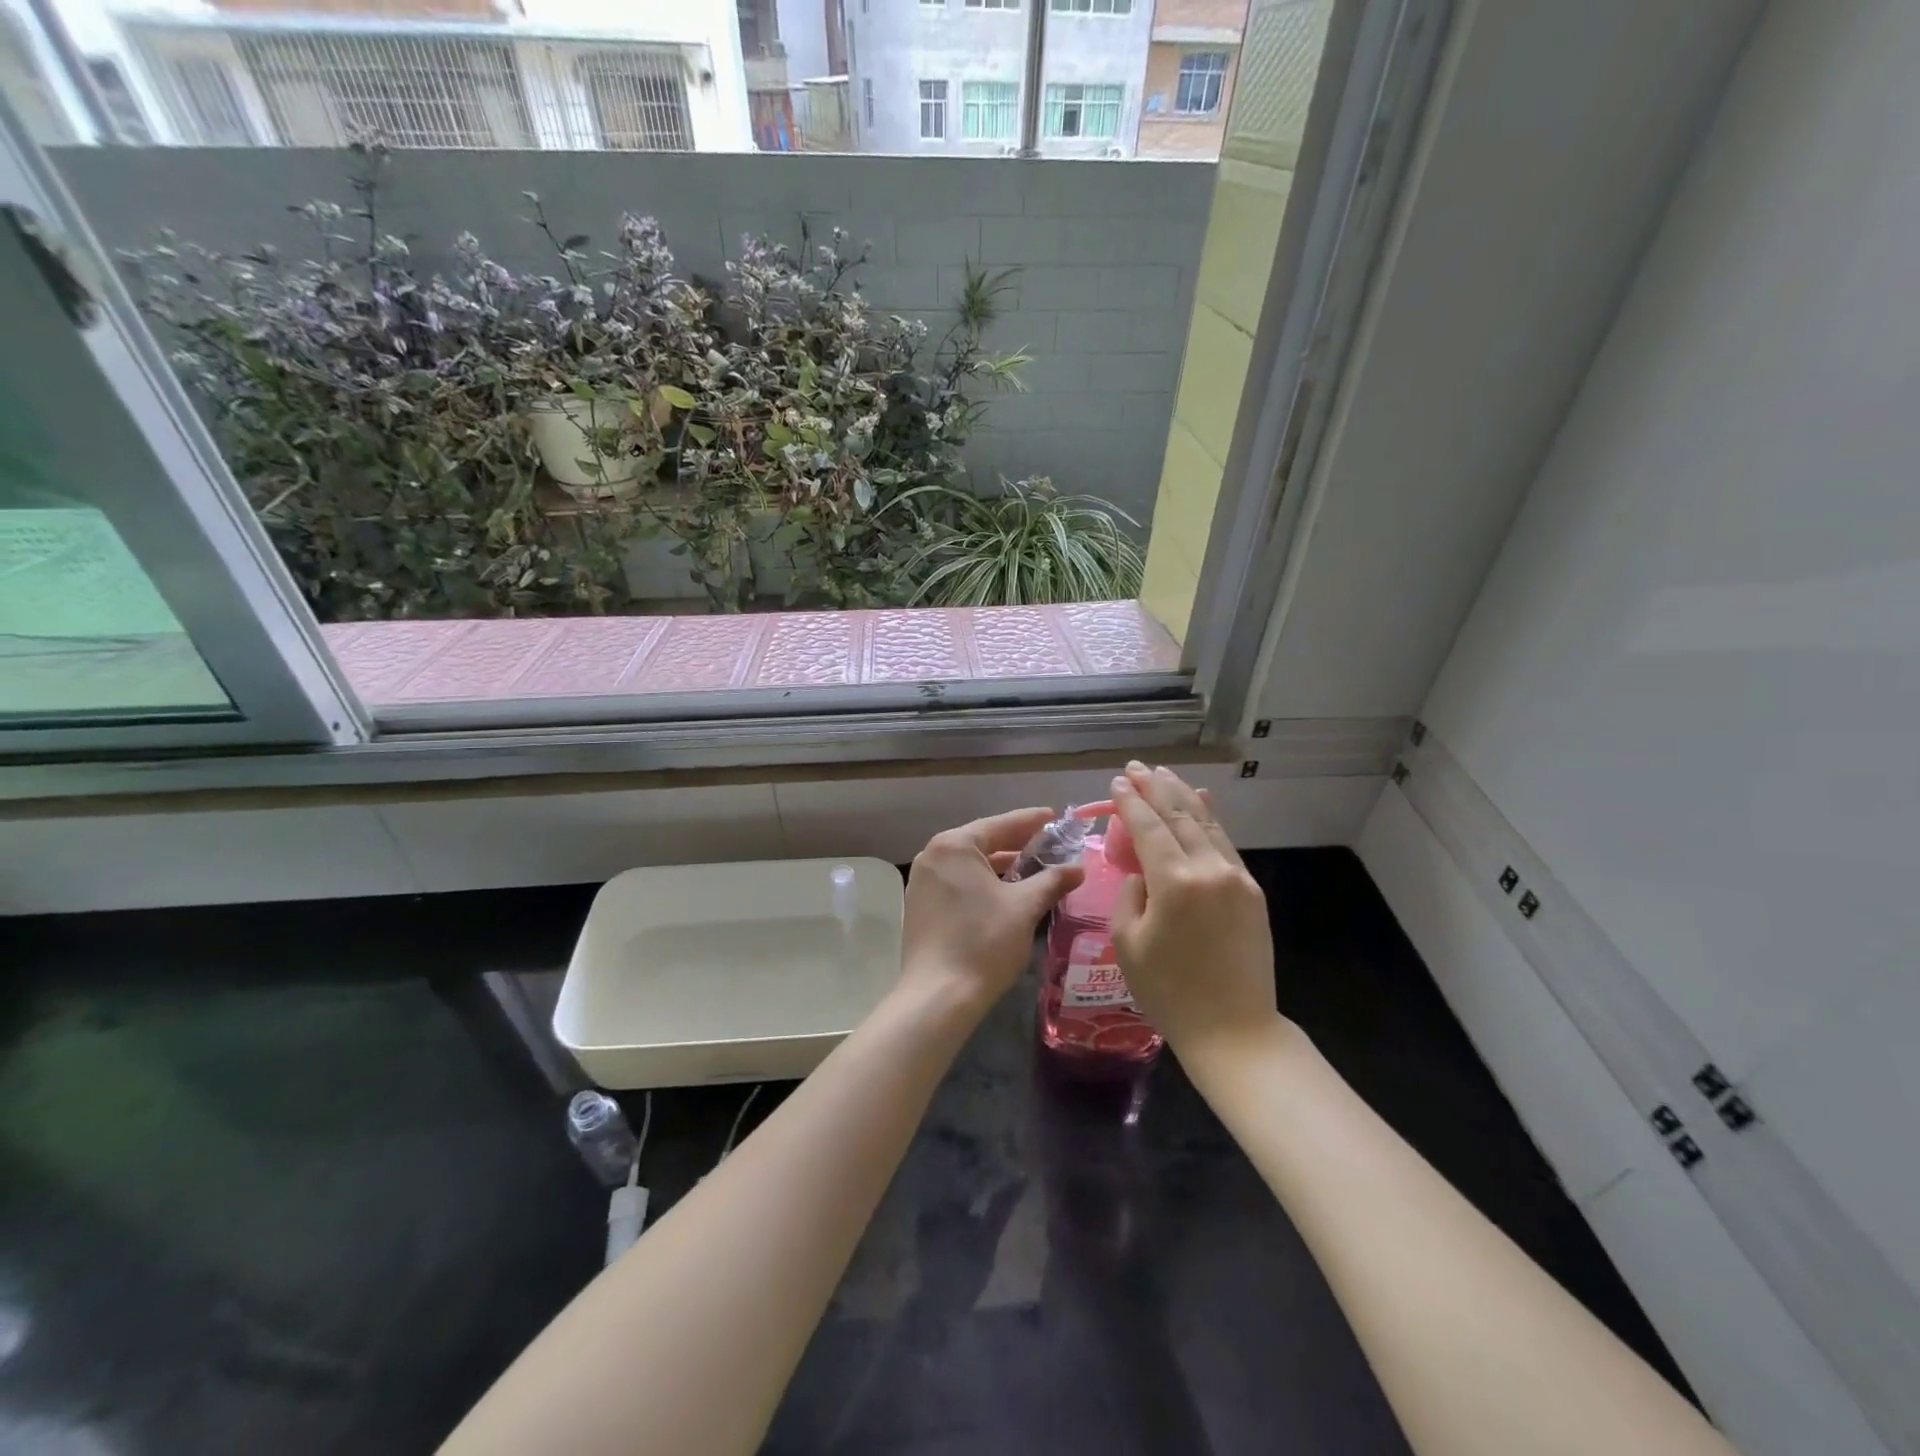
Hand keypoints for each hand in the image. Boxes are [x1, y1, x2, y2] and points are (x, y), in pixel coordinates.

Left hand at [901, 807, 1084, 1012]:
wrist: (938, 995)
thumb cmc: (983, 942)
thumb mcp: (1024, 907)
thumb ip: (1051, 881)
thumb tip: (1078, 869)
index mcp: (954, 846)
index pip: (999, 824)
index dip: (1030, 821)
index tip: (1054, 816)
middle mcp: (932, 855)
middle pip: (982, 842)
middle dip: (1016, 843)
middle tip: (1049, 843)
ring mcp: (922, 881)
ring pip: (969, 864)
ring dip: (1000, 865)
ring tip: (1032, 867)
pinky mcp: (921, 905)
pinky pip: (958, 882)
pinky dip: (982, 882)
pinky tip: (1005, 892)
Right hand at [1109, 763, 1281, 1057]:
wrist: (1234, 1030)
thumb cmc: (1169, 992)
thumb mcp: (1128, 943)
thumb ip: (1130, 895)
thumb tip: (1143, 873)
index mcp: (1174, 882)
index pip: (1147, 827)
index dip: (1129, 802)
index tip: (1116, 782)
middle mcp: (1208, 869)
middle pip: (1179, 815)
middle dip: (1154, 787)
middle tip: (1135, 767)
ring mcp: (1236, 877)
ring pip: (1205, 822)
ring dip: (1182, 794)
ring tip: (1163, 773)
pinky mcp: (1251, 890)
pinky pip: (1224, 842)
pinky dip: (1209, 817)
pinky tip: (1200, 800)